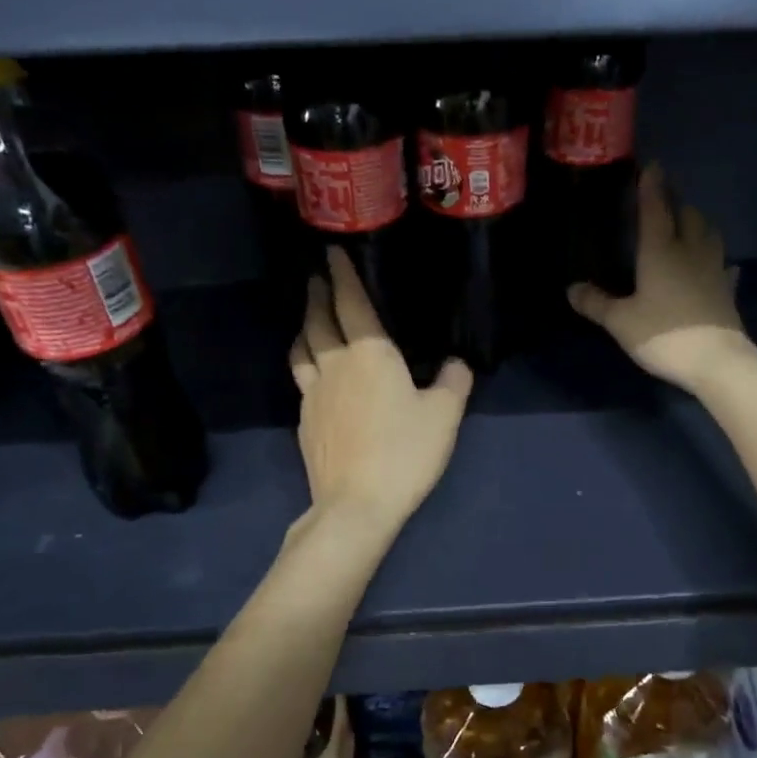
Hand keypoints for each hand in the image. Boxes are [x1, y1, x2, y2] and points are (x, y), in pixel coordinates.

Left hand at [290, 248, 472, 537]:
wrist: (356, 504)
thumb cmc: (404, 452)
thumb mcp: (444, 416)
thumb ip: (452, 382)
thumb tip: (455, 363)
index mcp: (369, 354)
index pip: (351, 303)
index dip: (342, 275)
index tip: (332, 253)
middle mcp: (334, 366)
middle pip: (317, 320)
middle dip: (317, 295)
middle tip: (317, 279)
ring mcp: (313, 395)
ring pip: (302, 349)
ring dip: (304, 327)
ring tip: (309, 320)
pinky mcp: (305, 422)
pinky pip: (301, 380)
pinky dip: (306, 363)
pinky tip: (315, 375)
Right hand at [568, 164, 756, 393]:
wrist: (717, 362)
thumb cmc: (664, 335)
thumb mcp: (621, 322)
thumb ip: (597, 303)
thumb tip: (572, 288)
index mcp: (661, 251)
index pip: (656, 209)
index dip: (651, 186)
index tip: (651, 166)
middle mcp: (690, 252)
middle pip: (688, 216)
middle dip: (676, 203)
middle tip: (664, 200)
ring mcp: (714, 270)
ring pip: (710, 235)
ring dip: (698, 224)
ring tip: (688, 225)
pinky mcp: (727, 292)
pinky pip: (724, 268)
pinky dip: (717, 261)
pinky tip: (718, 266)